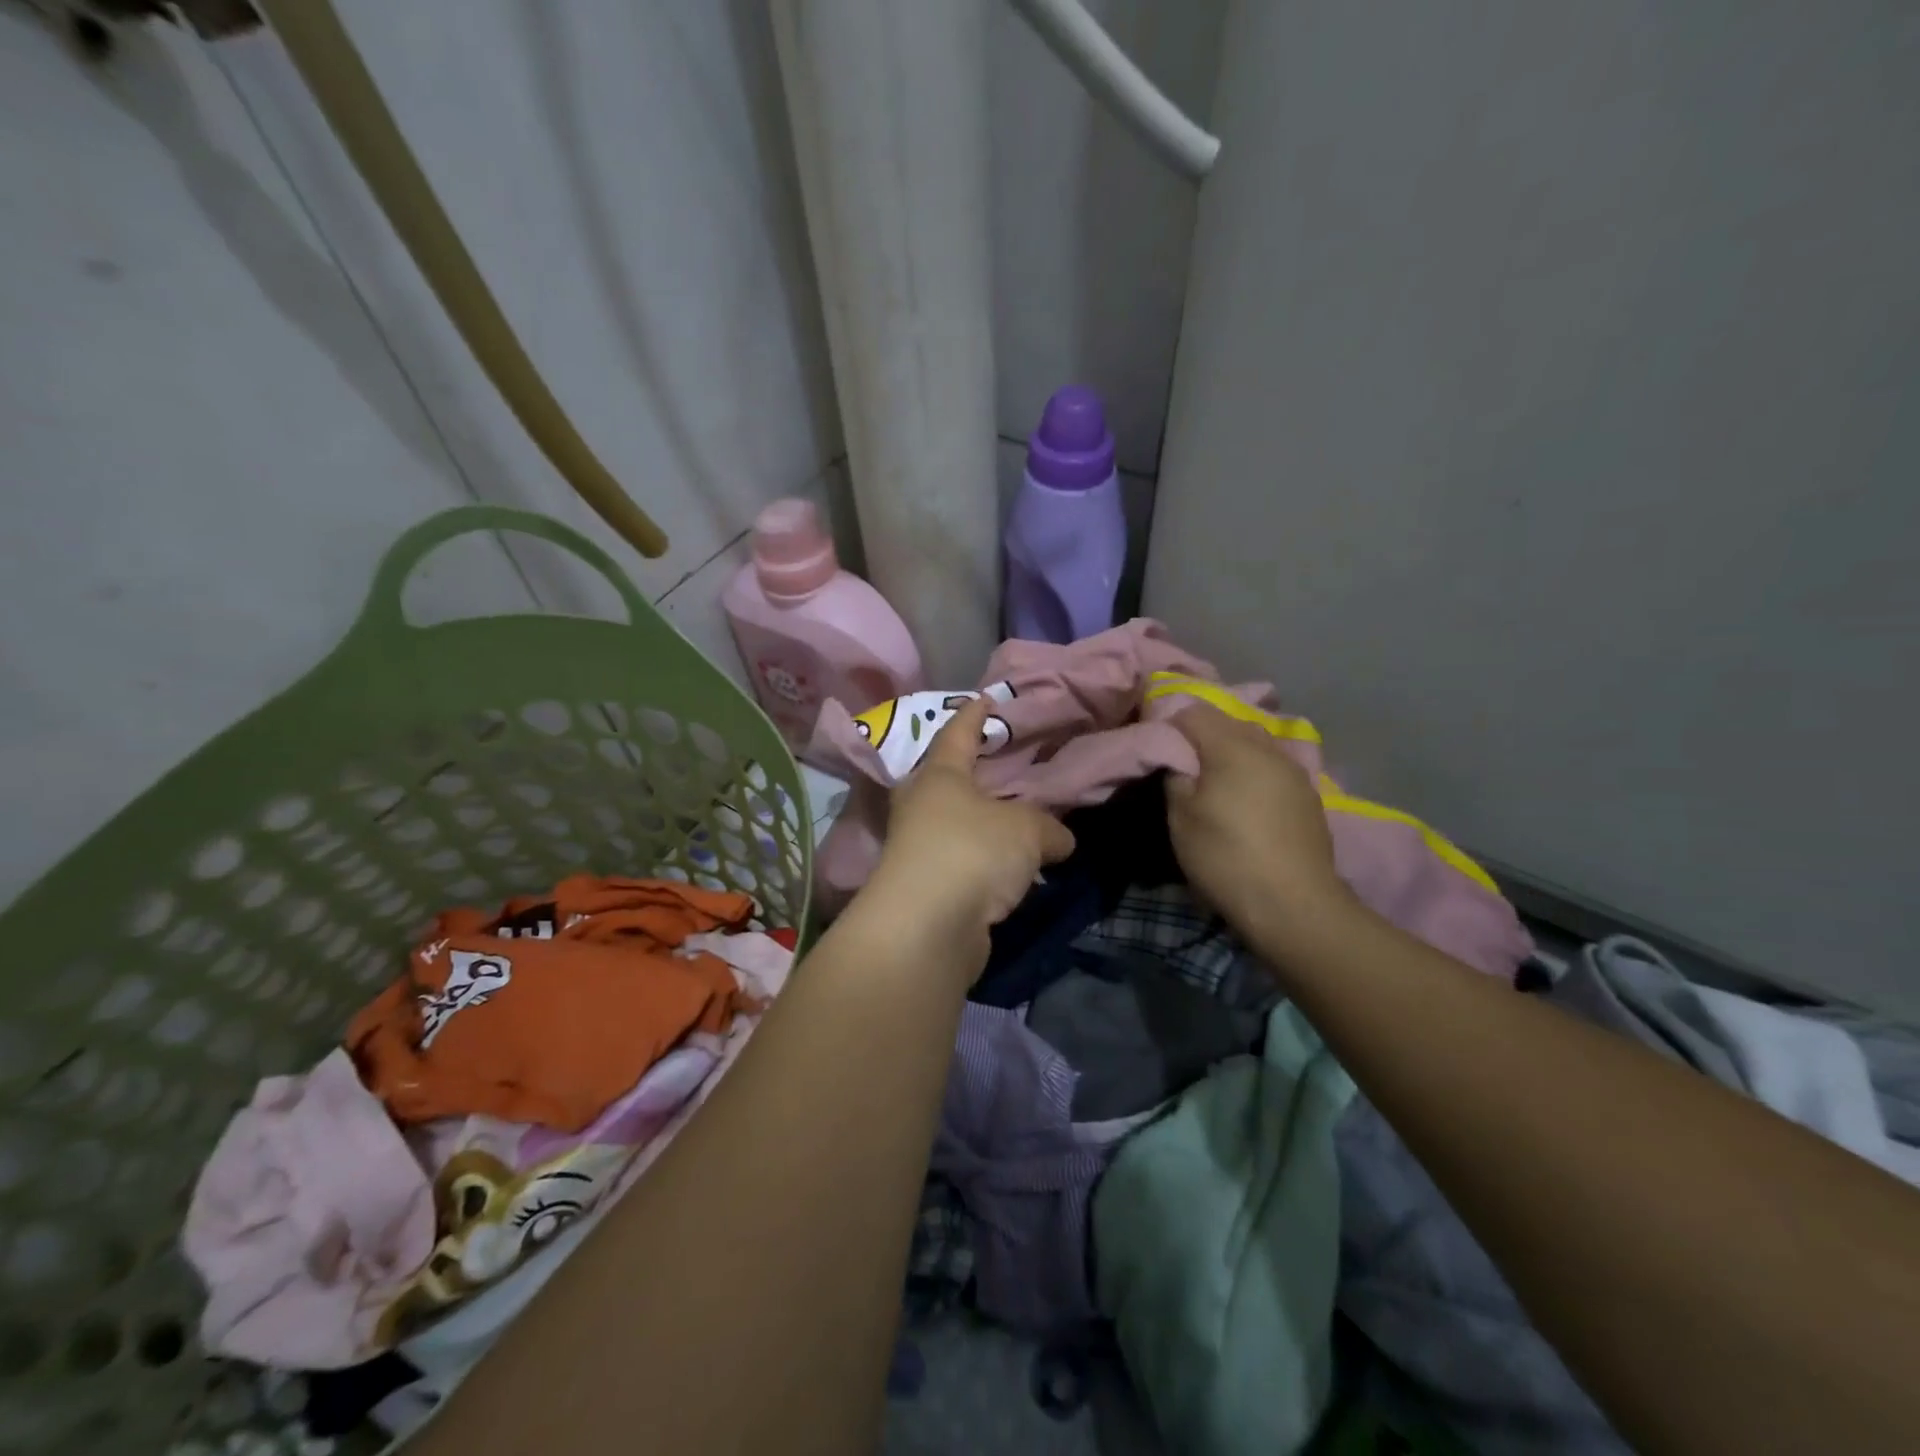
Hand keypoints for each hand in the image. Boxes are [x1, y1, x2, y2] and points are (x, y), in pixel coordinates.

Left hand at [863, 696, 1075, 971]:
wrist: (927, 927)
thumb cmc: (972, 851)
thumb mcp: (1026, 830)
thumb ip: (1049, 828)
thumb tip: (1062, 841)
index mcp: (940, 776)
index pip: (958, 734)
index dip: (974, 715)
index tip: (986, 699)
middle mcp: (922, 807)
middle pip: (949, 781)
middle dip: (975, 774)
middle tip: (1006, 767)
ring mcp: (919, 849)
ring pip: (958, 826)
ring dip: (984, 825)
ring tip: (1020, 822)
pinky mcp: (927, 889)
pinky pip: (965, 864)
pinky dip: (986, 863)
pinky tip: (1012, 871)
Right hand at [1166, 703, 1353, 941]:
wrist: (1294, 905)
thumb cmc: (1226, 856)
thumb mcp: (1181, 817)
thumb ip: (1176, 775)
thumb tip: (1180, 760)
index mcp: (1232, 746)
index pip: (1193, 712)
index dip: (1170, 725)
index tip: (1157, 749)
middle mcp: (1267, 748)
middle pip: (1227, 724)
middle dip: (1202, 737)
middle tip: (1182, 767)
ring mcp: (1294, 771)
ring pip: (1254, 744)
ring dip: (1231, 755)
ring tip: (1215, 784)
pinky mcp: (1309, 796)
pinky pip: (1272, 768)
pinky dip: (1254, 774)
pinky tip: (1247, 802)